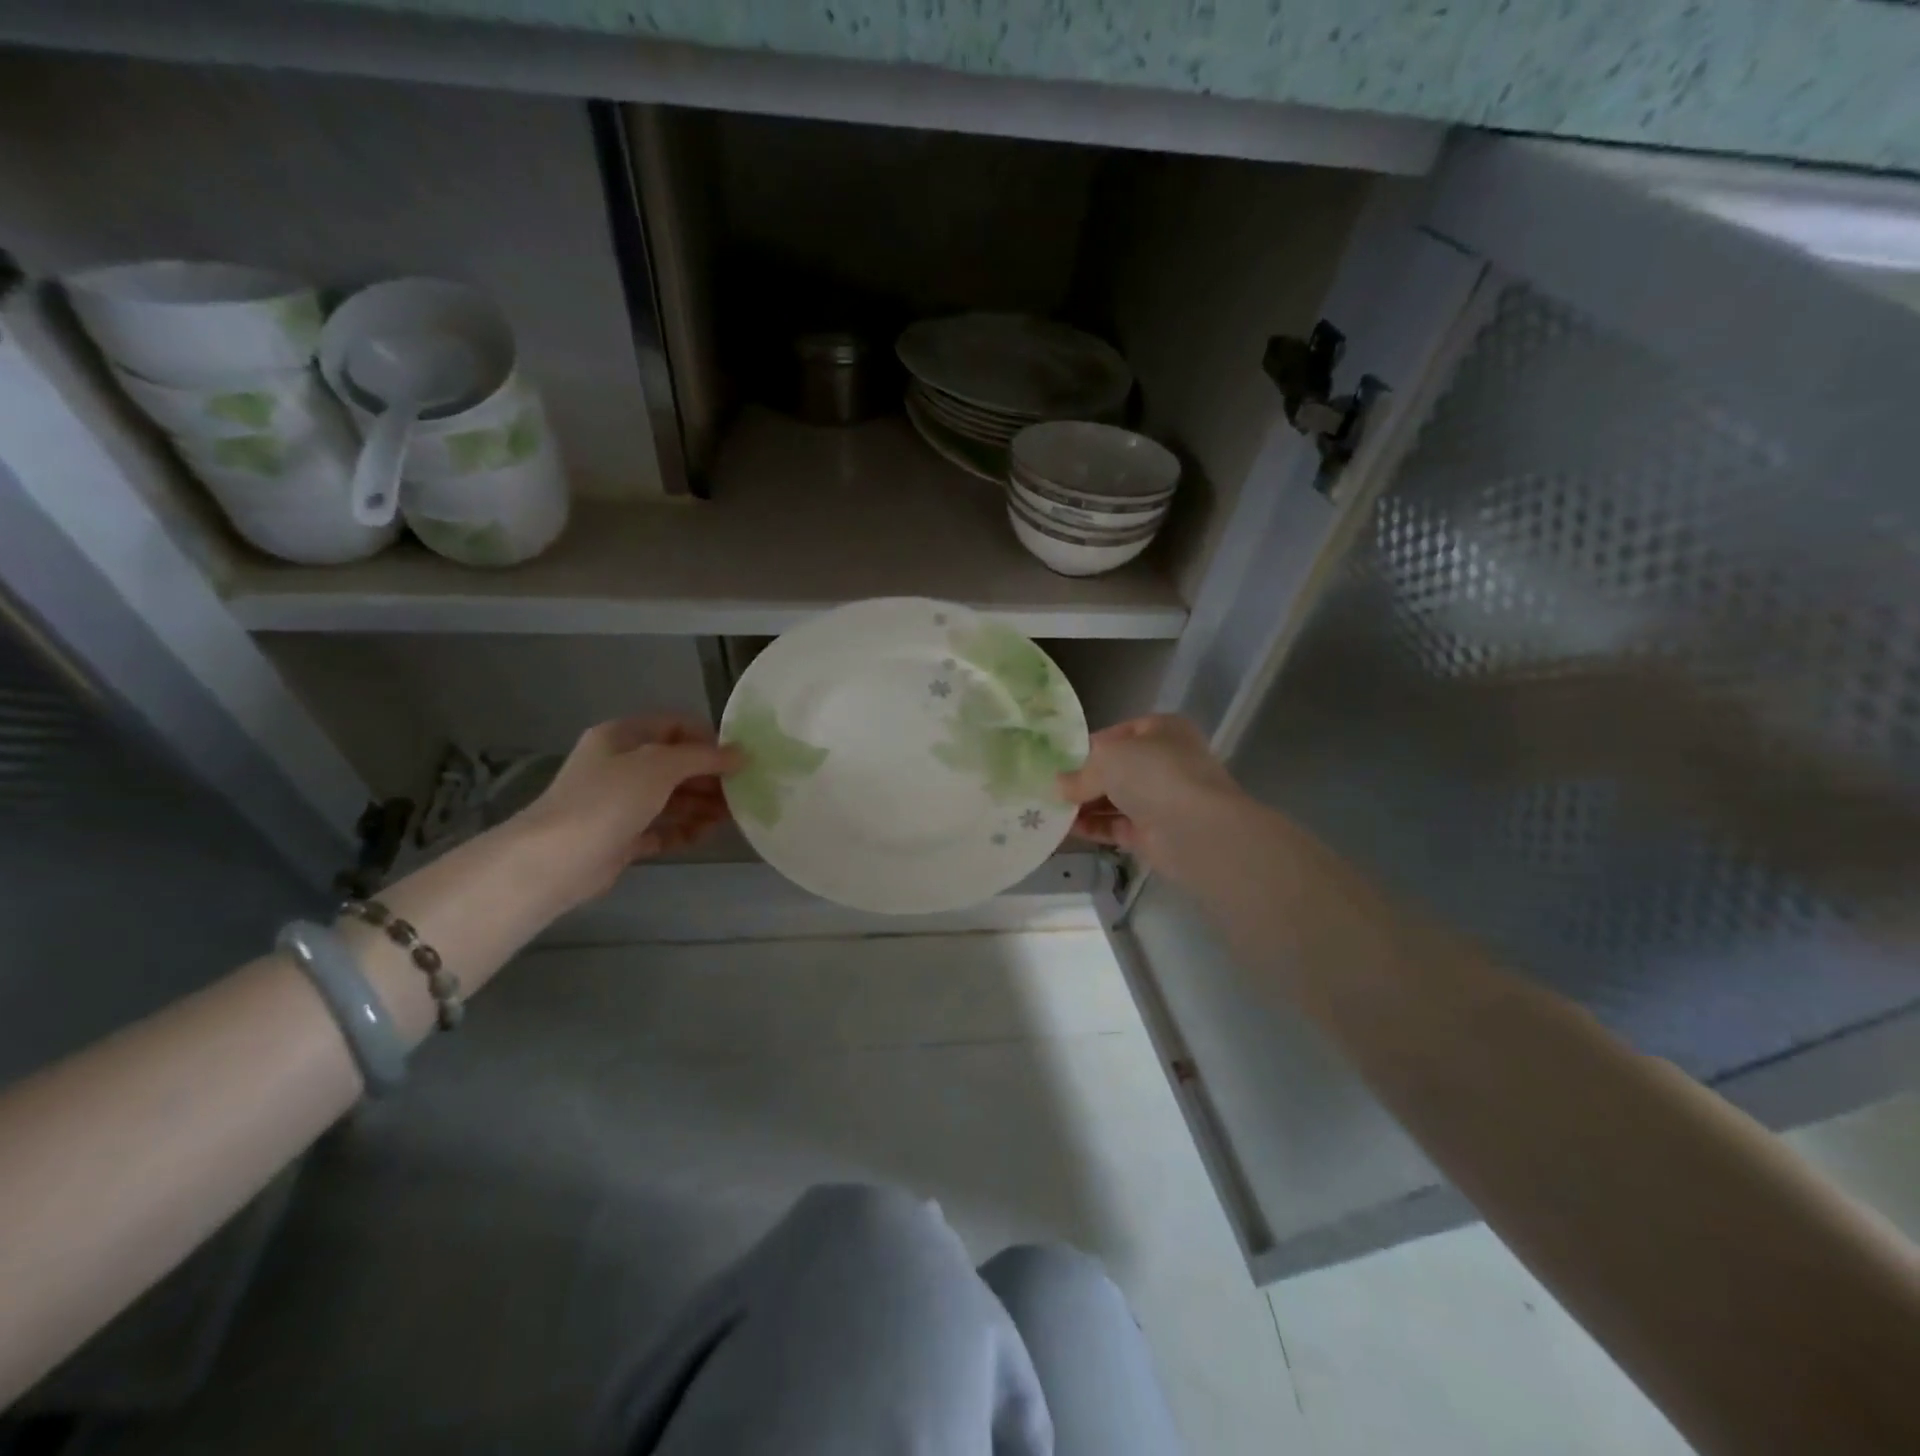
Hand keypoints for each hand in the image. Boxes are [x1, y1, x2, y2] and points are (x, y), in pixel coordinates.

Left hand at [515, 716, 742, 900]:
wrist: (557, 859)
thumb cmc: (609, 799)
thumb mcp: (660, 766)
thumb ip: (703, 757)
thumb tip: (741, 753)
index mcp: (622, 736)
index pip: (674, 725)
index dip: (708, 738)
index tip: (738, 758)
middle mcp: (620, 765)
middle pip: (675, 764)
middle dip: (709, 776)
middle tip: (741, 790)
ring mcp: (620, 803)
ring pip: (671, 797)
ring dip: (701, 804)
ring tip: (731, 815)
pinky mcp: (622, 837)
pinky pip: (662, 828)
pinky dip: (684, 830)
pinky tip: (705, 834)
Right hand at [1058, 714, 1243, 869]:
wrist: (1195, 829)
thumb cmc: (1154, 774)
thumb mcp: (1108, 760)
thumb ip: (1080, 773)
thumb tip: (1059, 786)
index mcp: (1161, 731)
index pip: (1117, 734)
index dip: (1087, 747)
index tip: (1057, 761)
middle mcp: (1165, 762)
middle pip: (1115, 769)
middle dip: (1083, 780)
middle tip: (1048, 788)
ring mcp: (1161, 799)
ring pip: (1115, 800)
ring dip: (1084, 805)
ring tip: (1049, 809)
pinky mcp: (1154, 833)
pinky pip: (1116, 827)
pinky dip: (1093, 828)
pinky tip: (1065, 829)